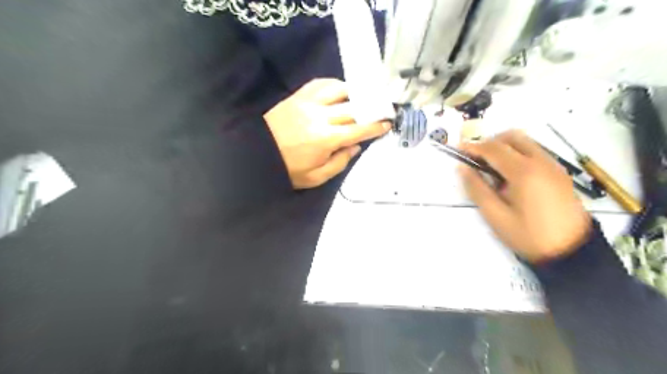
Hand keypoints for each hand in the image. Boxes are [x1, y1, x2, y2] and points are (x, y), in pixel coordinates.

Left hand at [265, 79, 392, 190]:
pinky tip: (339, 91)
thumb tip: (356, 146)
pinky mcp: (297, 96)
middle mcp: (320, 116)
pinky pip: (320, 83)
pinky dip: (334, 85)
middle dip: (370, 108)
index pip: (358, 130)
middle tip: (380, 109)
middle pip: (352, 108)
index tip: (387, 123)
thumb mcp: (316, 177)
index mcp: (326, 139)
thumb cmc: (288, 169)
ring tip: (361, 99)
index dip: (375, 126)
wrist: (257, 154)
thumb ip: (340, 162)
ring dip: (353, 93)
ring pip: (338, 89)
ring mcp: (308, 102)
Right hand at [457, 129, 589, 263]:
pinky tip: (511, 175)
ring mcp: (553, 166)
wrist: (572, 252)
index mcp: (524, 172)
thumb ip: (476, 188)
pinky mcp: (559, 173)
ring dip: (505, 147)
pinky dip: (518, 154)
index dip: (473, 147)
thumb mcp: (495, 215)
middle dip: (490, 142)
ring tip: (492, 168)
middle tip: (476, 158)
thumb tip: (462, 168)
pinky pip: (535, 152)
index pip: (494, 149)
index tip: (458, 149)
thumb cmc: (528, 235)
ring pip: (525, 142)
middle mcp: (541, 162)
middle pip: (512, 137)